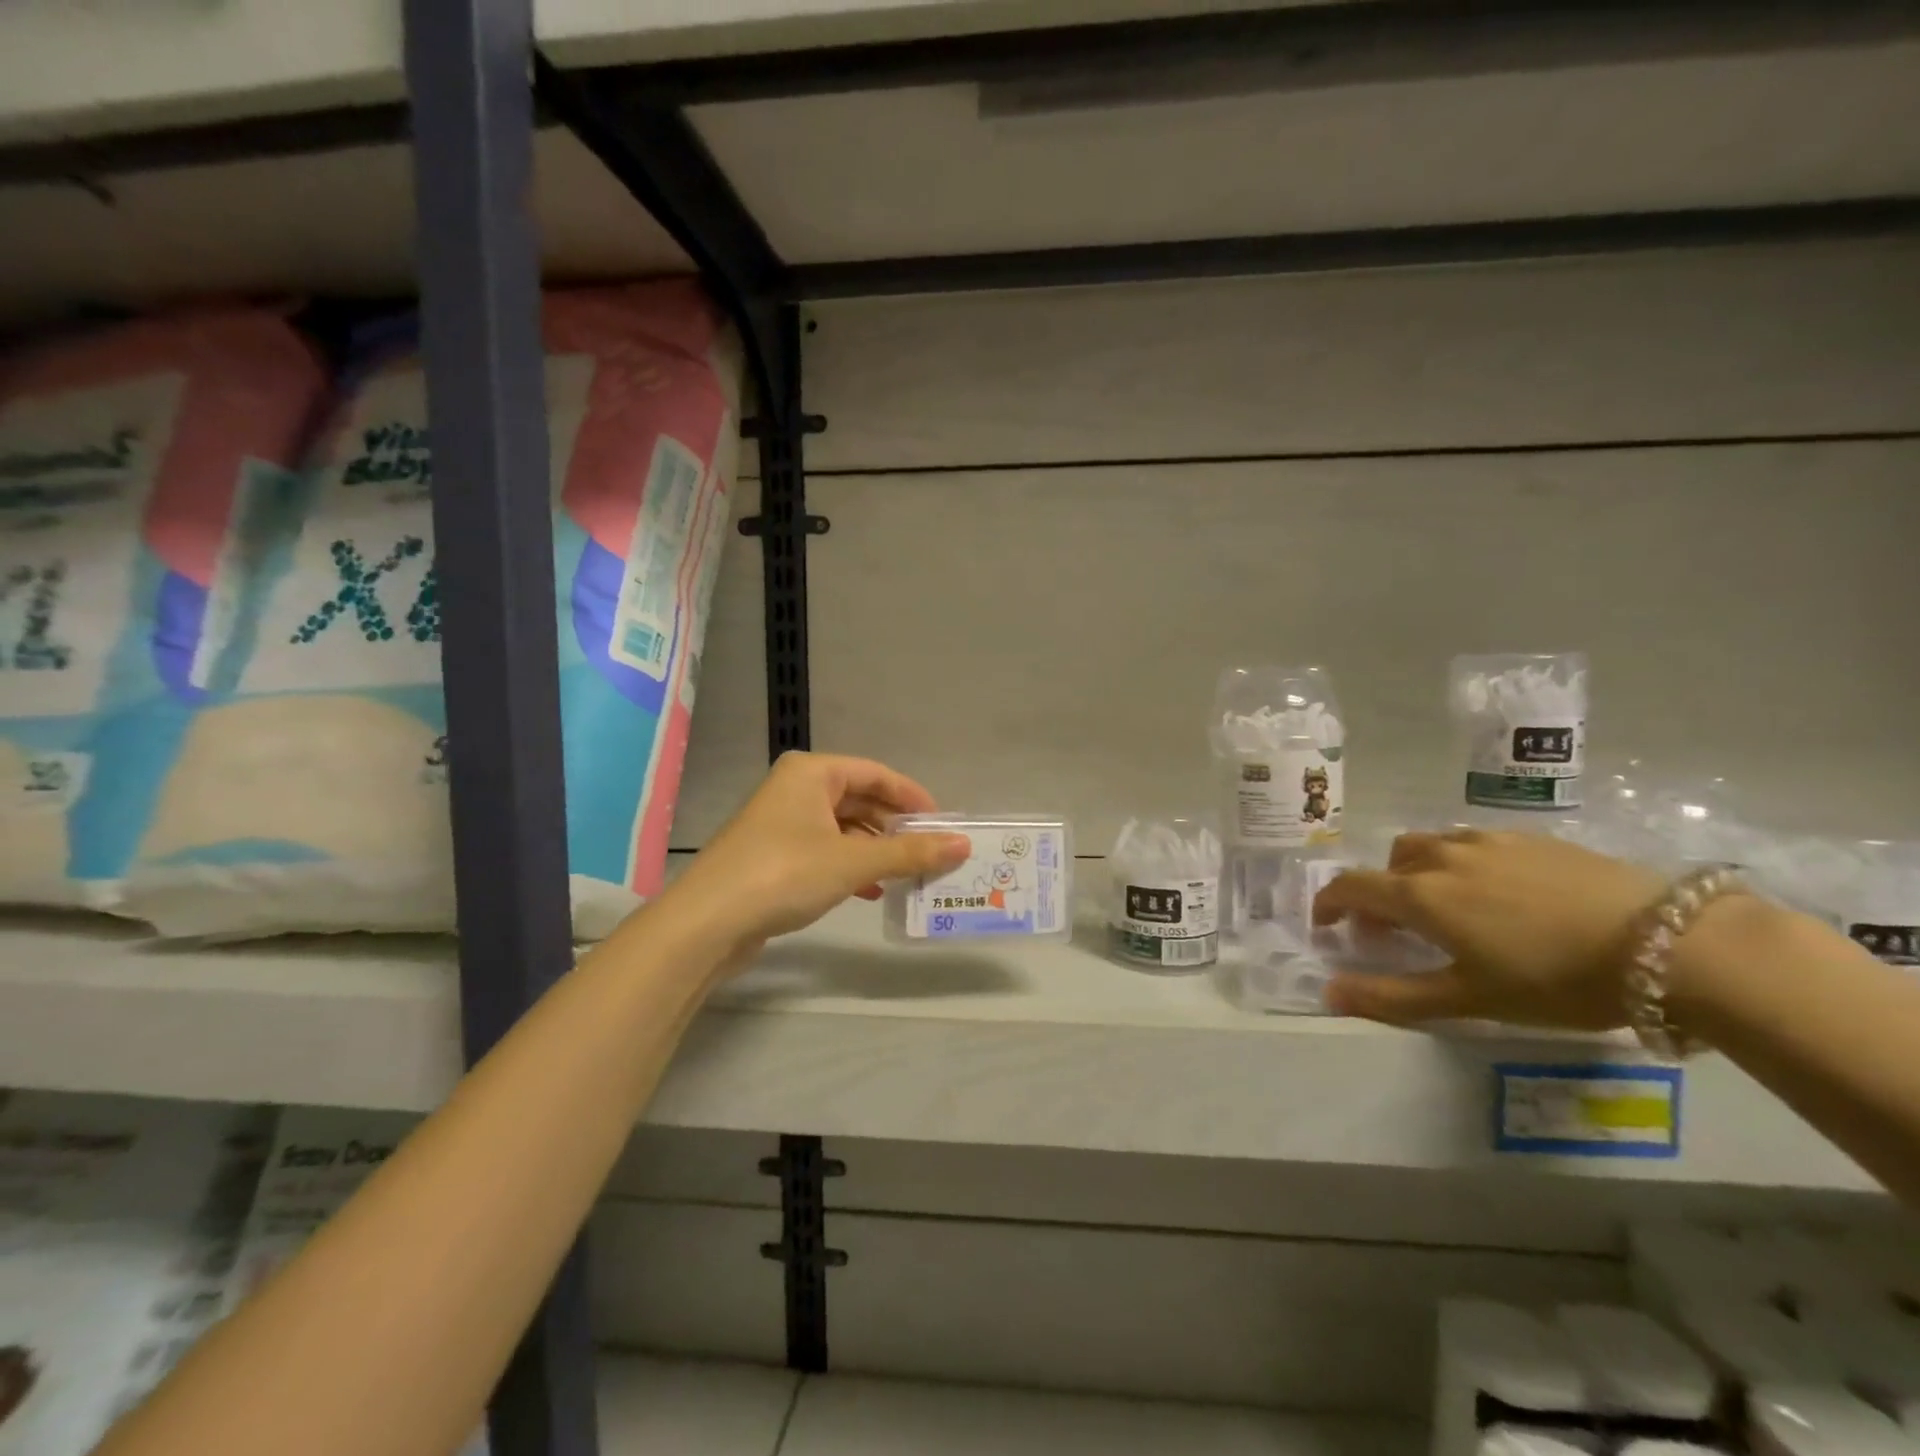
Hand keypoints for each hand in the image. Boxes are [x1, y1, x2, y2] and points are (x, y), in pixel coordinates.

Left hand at [668, 752, 969, 950]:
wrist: (707, 923)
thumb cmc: (784, 874)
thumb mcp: (854, 861)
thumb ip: (910, 853)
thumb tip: (962, 845)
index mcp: (812, 773)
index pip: (876, 774)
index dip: (913, 797)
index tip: (943, 824)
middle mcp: (796, 789)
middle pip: (860, 800)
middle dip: (895, 828)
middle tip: (930, 853)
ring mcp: (781, 823)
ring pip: (844, 829)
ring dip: (876, 851)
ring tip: (907, 875)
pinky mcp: (774, 856)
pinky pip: (825, 851)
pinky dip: (852, 867)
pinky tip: (871, 891)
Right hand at [1311, 829, 1666, 1029]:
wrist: (1668, 943)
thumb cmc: (1555, 979)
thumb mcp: (1470, 999)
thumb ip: (1392, 996)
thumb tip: (1328, 993)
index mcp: (1420, 893)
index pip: (1351, 886)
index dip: (1329, 904)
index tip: (1328, 925)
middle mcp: (1443, 856)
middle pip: (1388, 863)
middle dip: (1379, 892)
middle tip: (1395, 929)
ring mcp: (1489, 841)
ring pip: (1430, 846)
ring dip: (1418, 872)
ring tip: (1446, 906)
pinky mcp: (1532, 838)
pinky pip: (1474, 842)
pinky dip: (1461, 863)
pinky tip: (1499, 893)